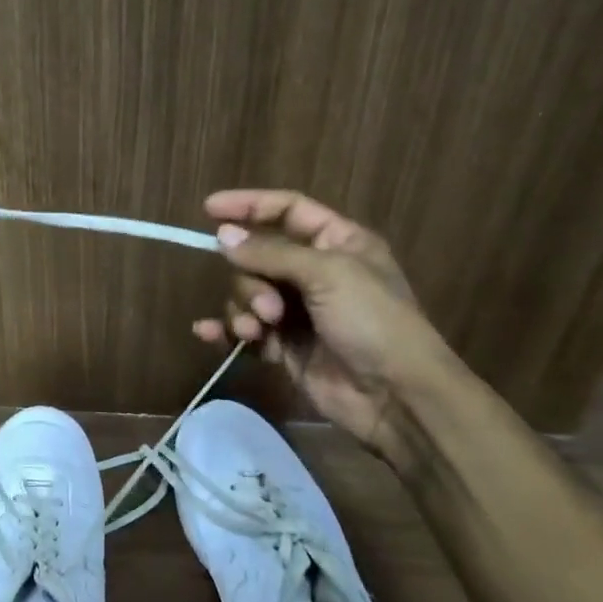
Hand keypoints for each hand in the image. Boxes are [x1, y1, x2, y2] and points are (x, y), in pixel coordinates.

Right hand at [192, 190, 451, 456]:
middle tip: (268, 308)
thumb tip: (222, 235)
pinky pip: (244, 329)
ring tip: (257, 332)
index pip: (287, 210)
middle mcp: (315, 272)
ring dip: (244, 310)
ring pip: (248, 294)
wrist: (394, 396)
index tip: (208, 209)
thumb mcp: (327, 274)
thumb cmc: (373, 321)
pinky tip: (208, 333)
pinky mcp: (284, 346)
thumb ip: (270, 252)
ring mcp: (298, 311)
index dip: (249, 205)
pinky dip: (226, 330)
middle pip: (259, 256)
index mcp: (338, 243)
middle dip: (251, 280)